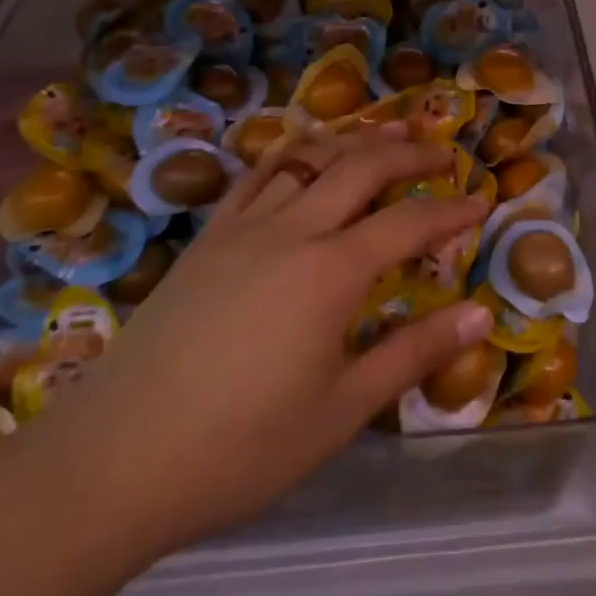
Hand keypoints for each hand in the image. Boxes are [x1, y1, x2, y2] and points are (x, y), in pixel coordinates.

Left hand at [8, 124, 492, 564]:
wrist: (112, 462)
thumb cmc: (240, 447)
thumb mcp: (341, 410)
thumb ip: (413, 353)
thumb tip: (481, 313)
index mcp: (331, 271)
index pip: (409, 221)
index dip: (452, 209)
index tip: (483, 203)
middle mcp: (292, 230)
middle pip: (362, 167)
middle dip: (411, 153)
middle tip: (445, 153)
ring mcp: (243, 228)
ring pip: (310, 158)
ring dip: (356, 141)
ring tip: (389, 133)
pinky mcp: (207, 239)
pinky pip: (257, 175)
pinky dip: (291, 152)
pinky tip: (303, 152)